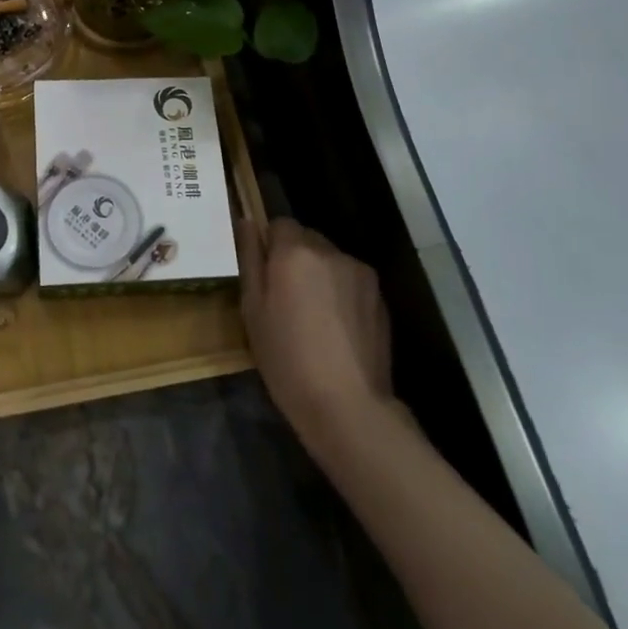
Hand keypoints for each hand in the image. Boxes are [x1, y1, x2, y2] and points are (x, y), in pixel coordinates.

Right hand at [239, 218, 393, 459]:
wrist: (347, 405)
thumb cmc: (286, 358)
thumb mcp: (252, 309)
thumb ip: (250, 259)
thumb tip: (247, 223)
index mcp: (295, 251)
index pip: (279, 223)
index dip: (269, 246)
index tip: (265, 276)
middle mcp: (331, 251)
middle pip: (307, 239)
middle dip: (294, 259)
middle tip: (285, 299)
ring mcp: (360, 273)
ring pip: (330, 261)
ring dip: (319, 275)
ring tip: (313, 318)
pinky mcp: (380, 297)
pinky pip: (351, 281)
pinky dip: (340, 294)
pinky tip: (336, 330)